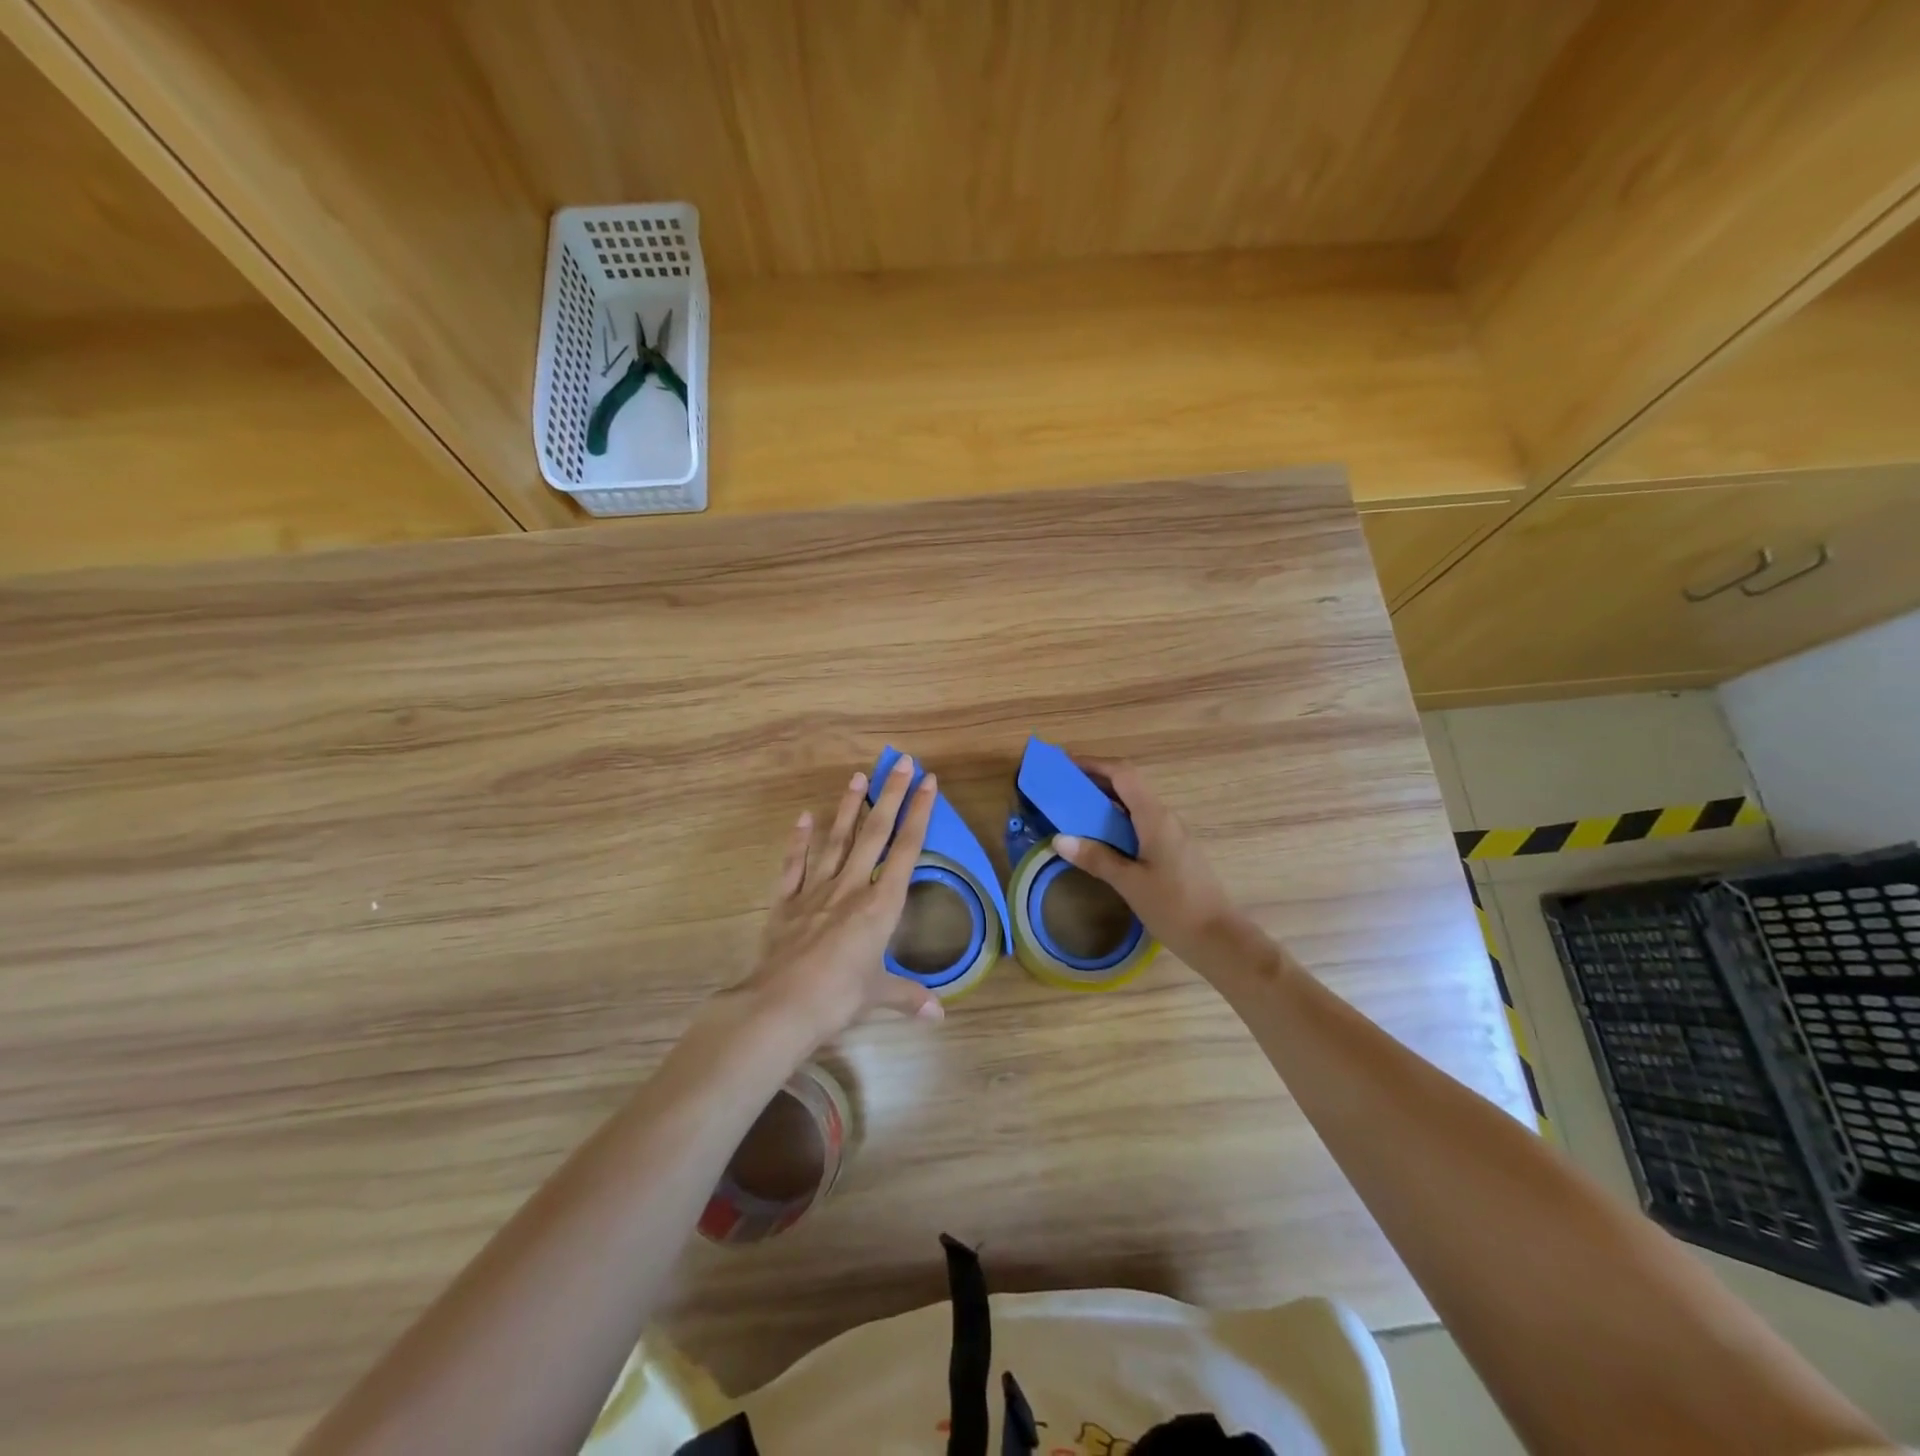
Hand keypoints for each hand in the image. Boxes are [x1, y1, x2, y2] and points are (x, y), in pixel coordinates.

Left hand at [736, 755, 945, 1045]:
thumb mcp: (878, 996)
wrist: (781, 1006)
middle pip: (875, 833)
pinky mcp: (786, 902)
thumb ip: (908, 997)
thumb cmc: (839, 999)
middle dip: (891, 795)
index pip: (907, 849)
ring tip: (858, 776)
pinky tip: (803, 818)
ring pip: (837, 839)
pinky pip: (794, 865)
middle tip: (901, 762)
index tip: (928, 782)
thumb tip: (939, 1015)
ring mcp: (816, 891)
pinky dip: (799, 841)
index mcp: (881, 905)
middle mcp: (852, 887)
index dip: (920, 814)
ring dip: (849, 807)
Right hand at [1052, 760, 1263, 979]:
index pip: (1123, 774)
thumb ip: (1095, 858)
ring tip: (1074, 811)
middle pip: (1128, 785)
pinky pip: (1141, 823)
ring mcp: (1172, 834)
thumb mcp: (1129, 883)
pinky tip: (1100, 839)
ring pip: (1134, 805)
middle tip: (1062, 788)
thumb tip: (1059, 839)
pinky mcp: (1174, 850)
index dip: (1094, 764)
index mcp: (1155, 817)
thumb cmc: (1173, 907)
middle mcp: (1165, 818)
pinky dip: (1117, 821)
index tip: (1065, 764)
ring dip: (1105, 802)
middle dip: (1095, 781)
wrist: (1218, 938)